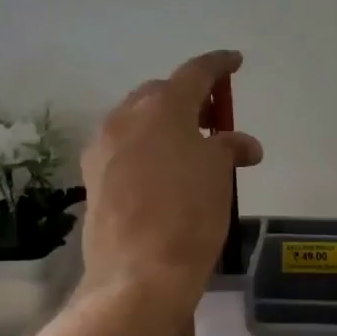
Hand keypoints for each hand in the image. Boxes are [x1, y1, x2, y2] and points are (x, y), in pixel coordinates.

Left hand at [81, 50, 262, 305]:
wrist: (138, 274)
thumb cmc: (189, 217)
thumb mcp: (219, 177)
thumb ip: (229, 149)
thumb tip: (244, 144)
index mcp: (162, 108)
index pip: (195, 73)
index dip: (219, 65)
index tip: (235, 62)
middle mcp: (126, 118)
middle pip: (160, 93)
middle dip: (189, 98)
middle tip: (214, 119)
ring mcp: (103, 148)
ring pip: (137, 120)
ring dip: (164, 124)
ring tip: (190, 148)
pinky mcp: (92, 177)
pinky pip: (124, 148)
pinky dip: (146, 148)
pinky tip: (162, 172)